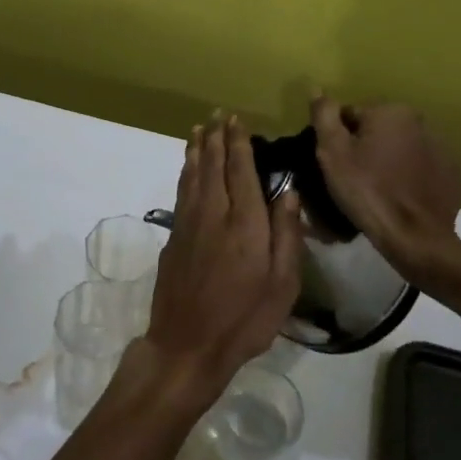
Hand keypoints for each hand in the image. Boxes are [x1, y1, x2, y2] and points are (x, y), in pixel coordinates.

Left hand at [143, 115, 302, 404]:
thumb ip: (286, 235)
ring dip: (197, 149)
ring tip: (199, 129)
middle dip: (217, 138)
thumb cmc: (244, 319)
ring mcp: (188, 223)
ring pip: (192, 175)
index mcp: (244, 222)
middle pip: (213, 165)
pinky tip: (188, 167)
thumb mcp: (282, 285)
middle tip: (218, 115)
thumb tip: (287, 191)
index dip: (239, 143)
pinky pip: (181, 191)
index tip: (237, 120)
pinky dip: (185, 172)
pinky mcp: (173, 236)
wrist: (187, 345)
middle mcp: (213, 213)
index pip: (241, 170)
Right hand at [310, 95, 460, 288]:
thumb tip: (316, 88)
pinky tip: (399, 197)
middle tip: (353, 179)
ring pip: (399, 148)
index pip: (351, 115)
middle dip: (364, 148)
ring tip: (376, 190)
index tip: (336, 165)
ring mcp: (440, 148)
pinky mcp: (451, 173)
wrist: (416, 239)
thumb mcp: (333, 153)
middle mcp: (420, 121)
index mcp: (390, 111)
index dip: (338, 140)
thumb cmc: (368, 191)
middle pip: (377, 130)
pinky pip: (419, 167)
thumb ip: (324, 115)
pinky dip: (408, 176)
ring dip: (387, 160)